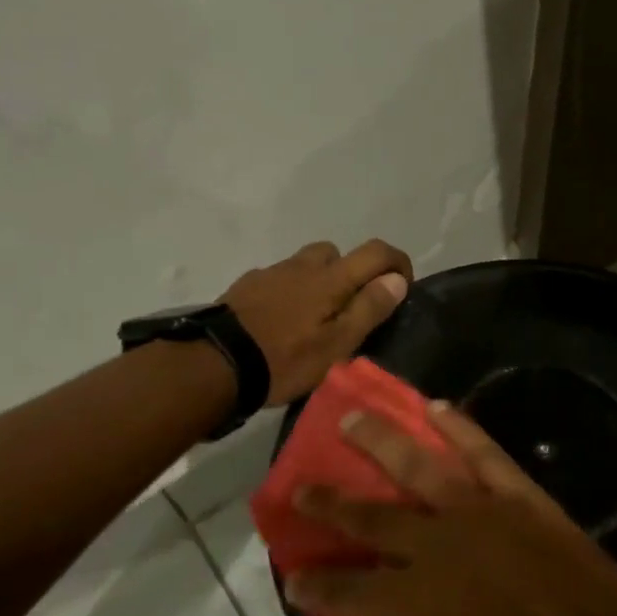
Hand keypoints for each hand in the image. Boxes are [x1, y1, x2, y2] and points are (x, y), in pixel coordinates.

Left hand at [220, 240, 412, 404]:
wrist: (214, 364)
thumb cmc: (285, 359)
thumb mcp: (337, 344)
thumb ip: (369, 309)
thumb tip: (396, 279)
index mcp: (331, 278)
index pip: (376, 251)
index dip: (397, 262)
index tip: (402, 288)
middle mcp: (302, 266)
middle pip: (336, 252)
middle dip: (351, 272)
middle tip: (349, 310)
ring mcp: (271, 273)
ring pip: (305, 265)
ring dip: (318, 282)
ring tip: (312, 320)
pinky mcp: (245, 286)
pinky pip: (279, 279)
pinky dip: (289, 293)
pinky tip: (280, 323)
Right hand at [285, 402, 616, 615]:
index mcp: (417, 607)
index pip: (347, 590)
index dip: (315, 584)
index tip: (293, 576)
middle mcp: (439, 549)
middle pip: (371, 518)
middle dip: (329, 503)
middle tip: (300, 487)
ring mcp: (482, 514)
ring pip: (418, 467)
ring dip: (379, 441)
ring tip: (353, 417)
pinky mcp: (522, 498)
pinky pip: (484, 452)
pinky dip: (458, 426)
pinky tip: (435, 406)